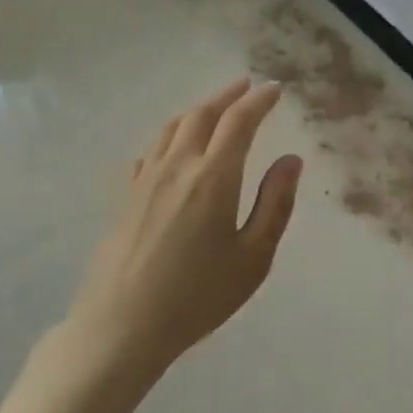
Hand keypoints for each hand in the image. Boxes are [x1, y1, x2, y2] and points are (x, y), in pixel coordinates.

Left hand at [57, 78, 302, 376]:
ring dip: (197, 110)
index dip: (259, 101)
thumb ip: (275, 204)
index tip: (275, 90)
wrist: (121, 326)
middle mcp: (177, 167)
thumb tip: (291, 160)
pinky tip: (172, 148)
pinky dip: (170, 136)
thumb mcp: (253, 258)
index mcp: (213, 177)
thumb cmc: (198, 296)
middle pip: (201, 115)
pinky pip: (150, 151)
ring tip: (214, 108)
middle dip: (227, 96)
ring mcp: (145, 180)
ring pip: (172, 128)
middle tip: (246, 86)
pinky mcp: (125, 197)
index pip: (239, 122)